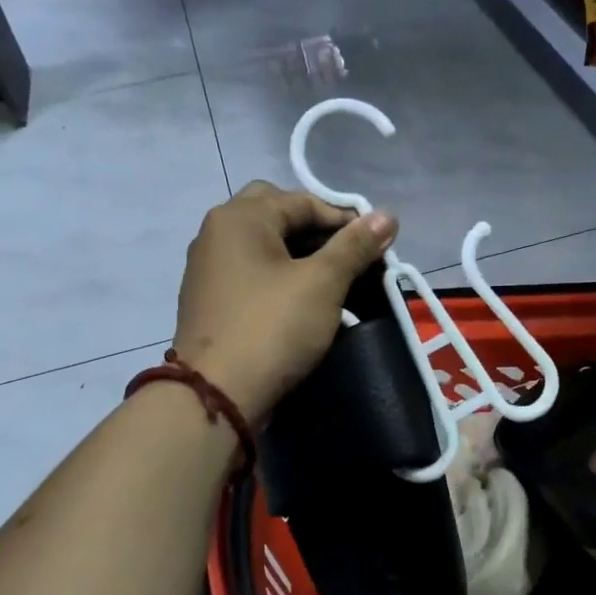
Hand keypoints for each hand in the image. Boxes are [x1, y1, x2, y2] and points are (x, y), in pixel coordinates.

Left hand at [173, 182, 396, 421]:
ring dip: (297, 254)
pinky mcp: (209, 299)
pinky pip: (250, 273)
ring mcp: (207, 267)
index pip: (303, 201)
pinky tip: (299, 301)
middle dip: (315, 230)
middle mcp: (217, 232)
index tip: (376, 248)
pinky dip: (277, 276)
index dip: (345, 221)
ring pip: (261, 245)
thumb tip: (388, 215)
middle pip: (276, 214)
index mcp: (241, 216)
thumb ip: (355, 246)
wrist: (218, 393)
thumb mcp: (323, 283)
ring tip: (330, 280)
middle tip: (346, 257)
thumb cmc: (273, 327)